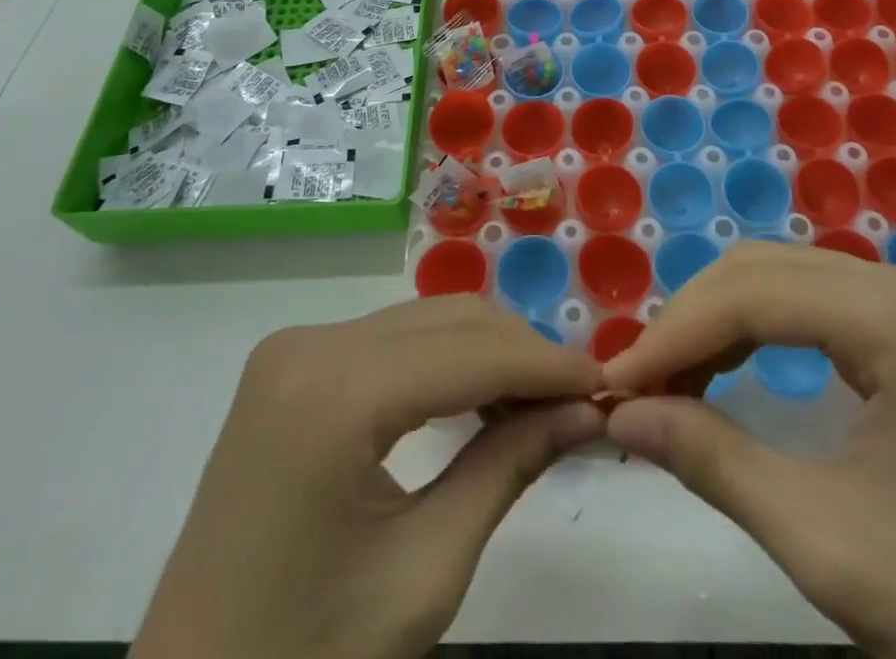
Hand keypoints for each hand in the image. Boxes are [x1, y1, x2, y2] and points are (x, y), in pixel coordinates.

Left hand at [134, 296, 604, 658]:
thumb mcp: (425, 574)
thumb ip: (509, 467)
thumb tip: (588, 409)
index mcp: (334, 393)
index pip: (470, 353)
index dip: (547, 364)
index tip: (607, 382)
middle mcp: (310, 344)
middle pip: (447, 321)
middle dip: (521, 352)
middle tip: (578, 397)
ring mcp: (292, 349)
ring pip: (422, 322)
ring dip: (485, 353)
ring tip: (538, 401)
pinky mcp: (288, 365)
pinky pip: (387, 342)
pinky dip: (441, 362)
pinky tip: (475, 398)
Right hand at [603, 243, 895, 658]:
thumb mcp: (822, 539)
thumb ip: (711, 460)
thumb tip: (618, 415)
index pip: (754, 295)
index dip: (674, 334)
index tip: (614, 382)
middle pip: (766, 270)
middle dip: (692, 321)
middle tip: (639, 383)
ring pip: (787, 277)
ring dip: (721, 321)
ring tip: (673, 380)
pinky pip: (819, 303)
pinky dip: (762, 329)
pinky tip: (731, 367)